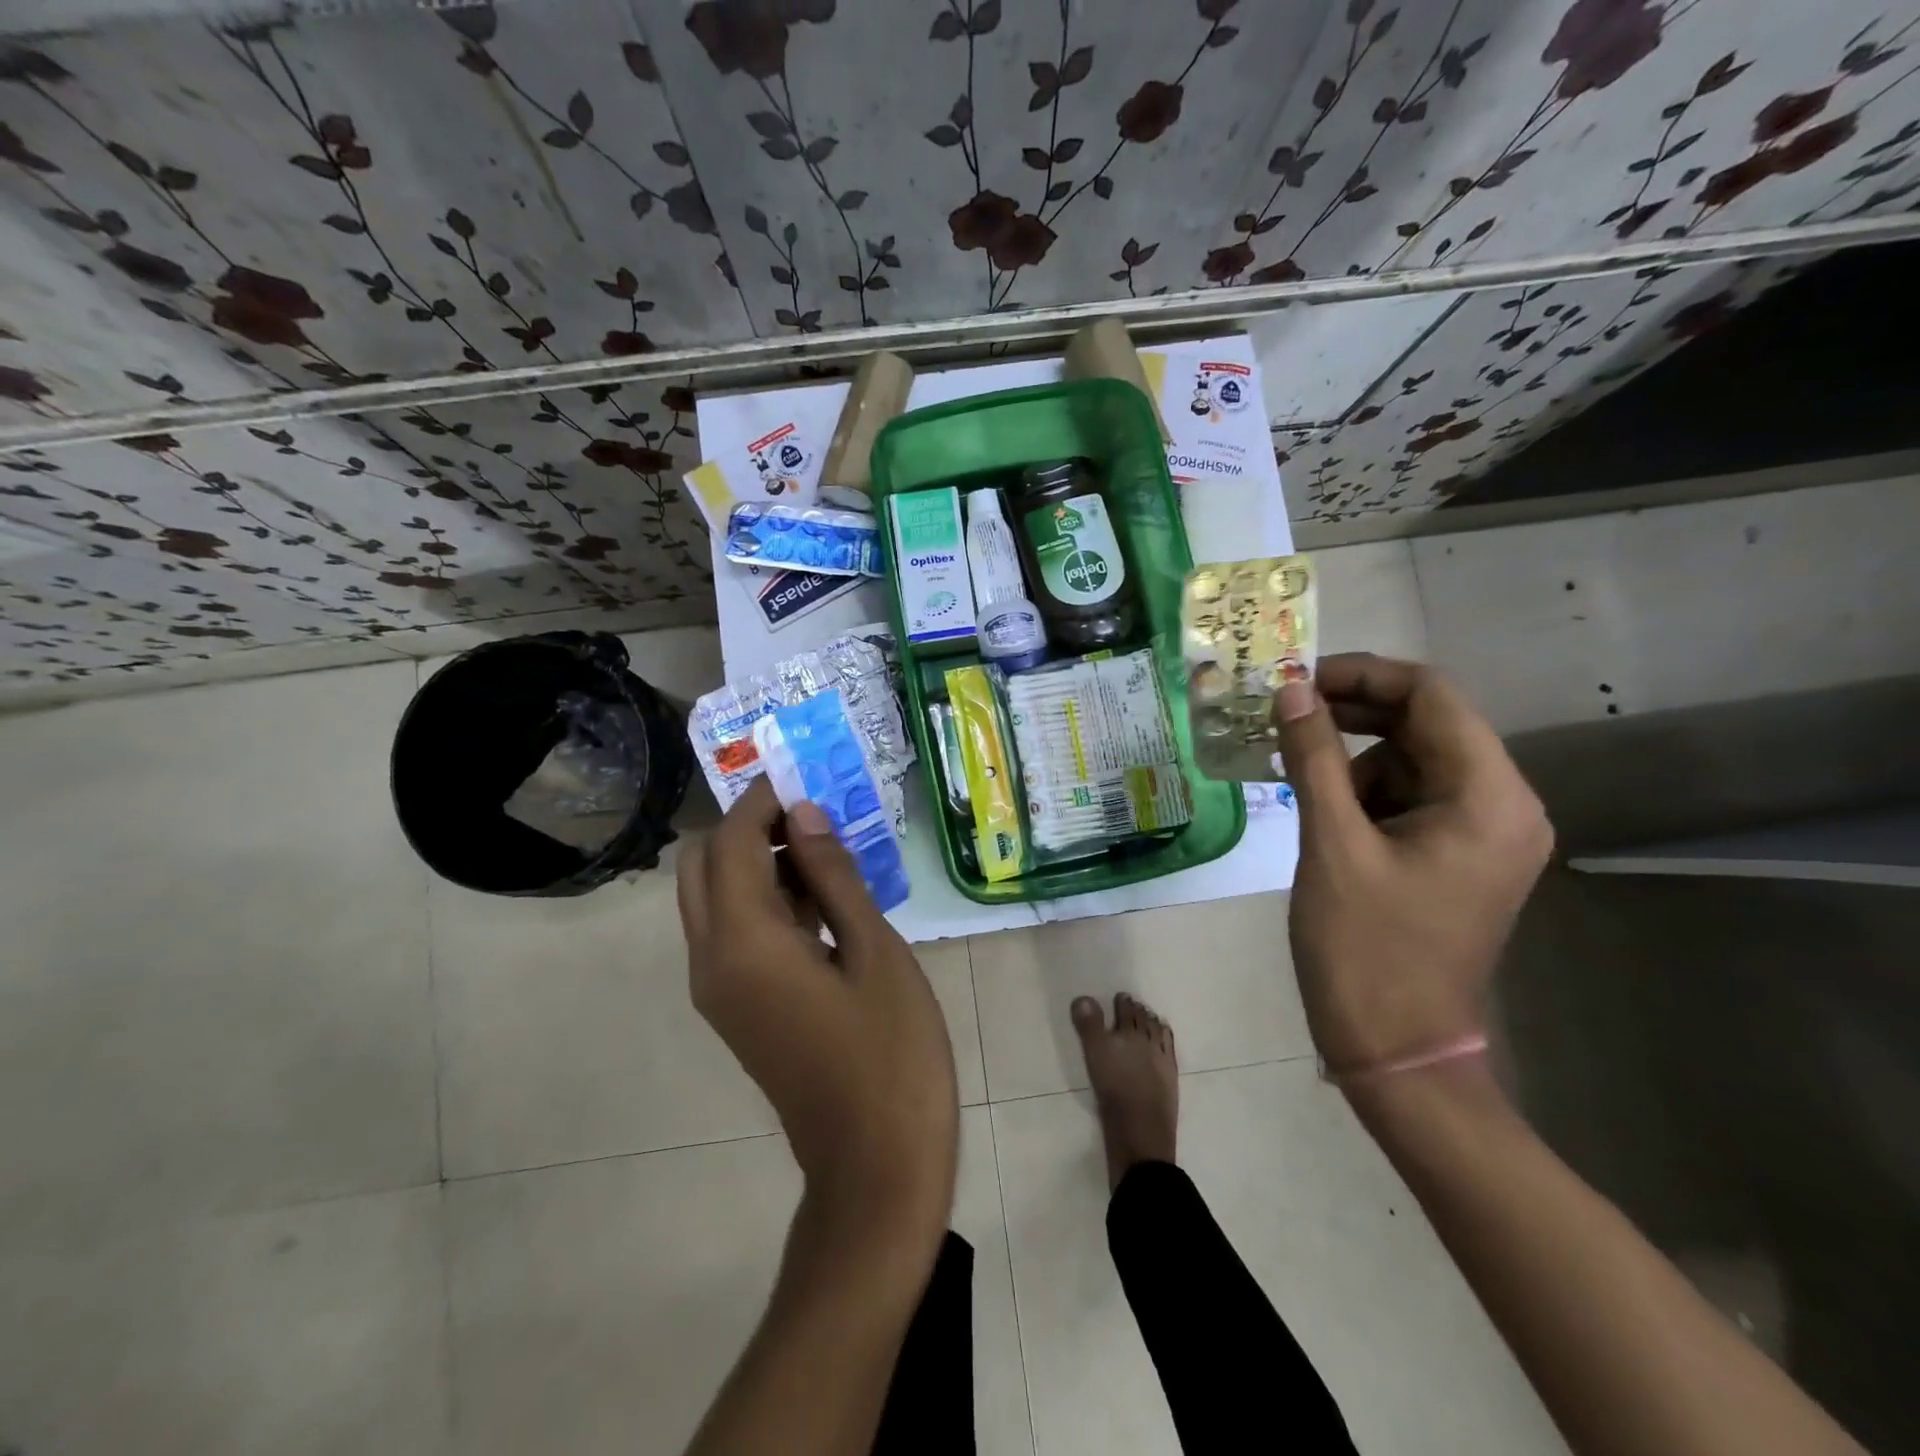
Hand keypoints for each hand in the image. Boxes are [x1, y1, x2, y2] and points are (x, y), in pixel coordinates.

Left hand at [676, 778, 958, 1244]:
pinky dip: (762, 900)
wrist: (874, 1166)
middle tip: (814, 816)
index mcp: (744, 943)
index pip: (732, 842)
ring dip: (755, 862)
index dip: (762, 799)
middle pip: (703, 865)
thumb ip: (833, 876)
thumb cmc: (891, 1053)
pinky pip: (731, 933)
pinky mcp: (735, 1009)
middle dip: (749, 826)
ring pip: (713, 898)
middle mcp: (712, 960)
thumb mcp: (874, 951)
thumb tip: (804, 812)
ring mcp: (718, 990)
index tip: (803, 774)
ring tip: (826, 851)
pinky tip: (822, 900)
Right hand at [1273, 653, 1552, 1077]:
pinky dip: (1362, 790)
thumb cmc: (1364, 948)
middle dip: (1351, 714)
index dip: (1361, 675)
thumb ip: (1313, 757)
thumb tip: (1288, 690)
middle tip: (1281, 715)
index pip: (1431, 696)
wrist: (1395, 1048)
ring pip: (1411, 759)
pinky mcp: (1457, 854)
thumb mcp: (1331, 843)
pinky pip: (1408, 796)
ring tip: (1295, 776)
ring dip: (1351, 756)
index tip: (1295, 680)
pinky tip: (1322, 813)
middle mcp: (1502, 805)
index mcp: (1488, 797)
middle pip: (1425, 724)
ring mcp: (1483, 832)